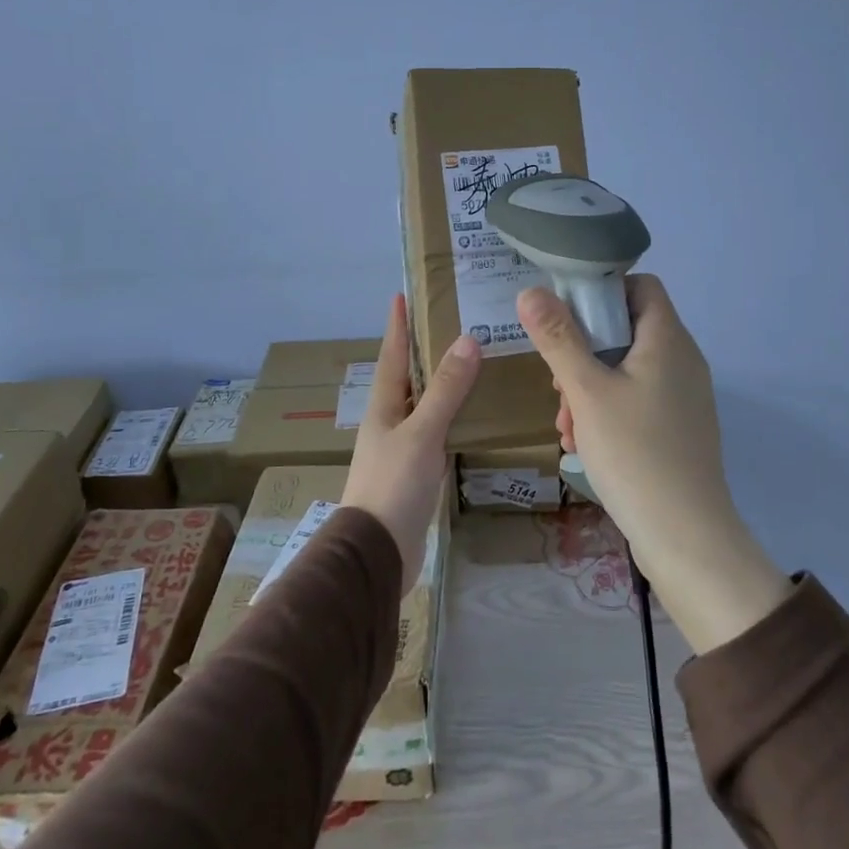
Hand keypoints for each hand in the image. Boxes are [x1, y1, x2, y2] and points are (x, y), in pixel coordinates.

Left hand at [343, 294, 478, 588]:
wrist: (377, 553)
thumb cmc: (393, 485)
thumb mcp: (421, 433)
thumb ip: (445, 390)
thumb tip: (468, 340)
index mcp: (383, 407)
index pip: (392, 356)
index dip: (398, 326)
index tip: (401, 296)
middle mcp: (389, 422)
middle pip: (407, 377)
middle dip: (423, 350)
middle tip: (450, 323)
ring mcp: (401, 448)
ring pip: (424, 405)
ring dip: (441, 383)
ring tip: (469, 363)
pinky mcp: (415, 472)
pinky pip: (436, 432)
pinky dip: (451, 417)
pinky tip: (471, 417)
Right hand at [516, 275, 790, 652]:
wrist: (686, 537)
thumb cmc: (635, 453)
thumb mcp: (586, 391)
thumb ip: (558, 338)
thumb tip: (531, 292)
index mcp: (668, 339)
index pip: (640, 286)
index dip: (602, 291)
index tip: (566, 318)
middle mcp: (683, 360)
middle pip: (627, 330)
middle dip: (583, 351)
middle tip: (557, 384)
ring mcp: (684, 396)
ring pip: (627, 369)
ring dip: (589, 387)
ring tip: (565, 424)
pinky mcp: (679, 428)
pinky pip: (638, 400)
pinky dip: (608, 410)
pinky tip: (584, 443)